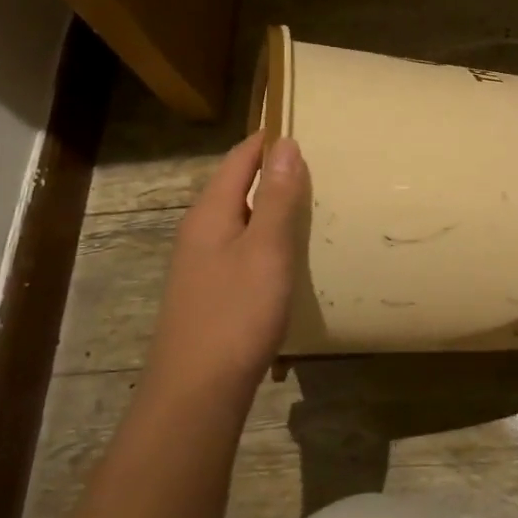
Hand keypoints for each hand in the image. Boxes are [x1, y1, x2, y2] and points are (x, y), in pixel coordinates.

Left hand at [144, 133, 309, 396]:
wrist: (197, 391)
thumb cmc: (236, 313)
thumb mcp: (267, 250)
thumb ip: (278, 197)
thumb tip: (285, 144)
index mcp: (210, 212)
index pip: (240, 158)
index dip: (269, 140)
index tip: (305, 126)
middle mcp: (200, 230)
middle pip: (237, 185)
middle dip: (273, 171)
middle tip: (320, 165)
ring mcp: (201, 263)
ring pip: (240, 218)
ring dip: (271, 205)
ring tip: (312, 202)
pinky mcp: (210, 290)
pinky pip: (241, 246)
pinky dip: (266, 237)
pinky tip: (288, 252)